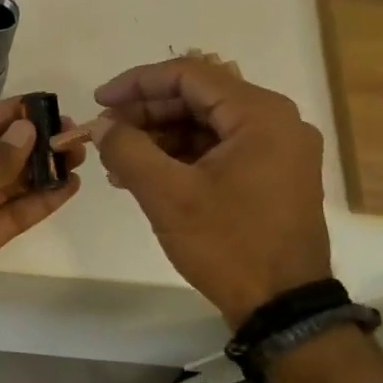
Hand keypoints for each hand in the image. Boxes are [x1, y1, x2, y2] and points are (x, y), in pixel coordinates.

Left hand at [0, 99, 83, 337]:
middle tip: (72, 133)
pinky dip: (40, 202)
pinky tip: (67, 187)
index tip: (46, 105)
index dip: (10, 114)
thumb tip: (27, 131)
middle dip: (32, 143)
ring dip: (42, 171)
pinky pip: (13, 214)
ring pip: (9, 184)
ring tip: (78, 156)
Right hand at [88, 55, 330, 325]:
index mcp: (260, 114)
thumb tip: (102, 125)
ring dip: (159, 137)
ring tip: (117, 161)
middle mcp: (276, 122)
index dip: (137, 83)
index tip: (99, 102)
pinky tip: (144, 175)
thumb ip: (128, 149)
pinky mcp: (271, 176)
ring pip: (205, 125)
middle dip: (145, 113)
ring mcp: (277, 150)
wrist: (283, 307)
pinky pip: (218, 149)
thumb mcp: (167, 195)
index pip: (189, 75)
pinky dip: (180, 157)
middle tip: (105, 133)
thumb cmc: (228, 244)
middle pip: (198, 98)